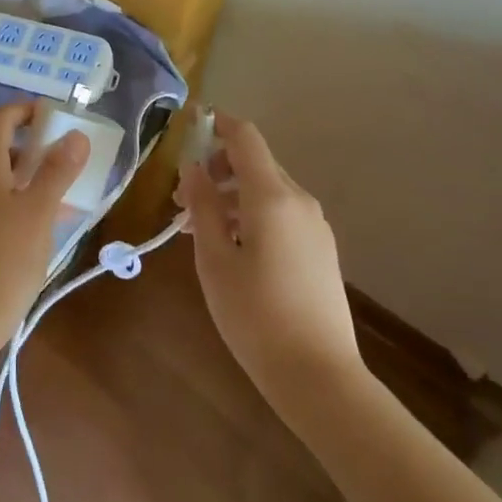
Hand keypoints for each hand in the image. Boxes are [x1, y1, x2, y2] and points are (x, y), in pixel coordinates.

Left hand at [0, 102, 87, 345]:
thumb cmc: (6, 259)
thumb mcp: (40, 212)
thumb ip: (57, 171)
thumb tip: (75, 135)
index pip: (0, 120)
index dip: (26, 111)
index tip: (53, 116)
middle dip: (32, 151)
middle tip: (65, 164)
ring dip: (25, 182)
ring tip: (58, 201)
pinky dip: (12, 205)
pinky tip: (34, 232)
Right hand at [177, 110, 364, 413]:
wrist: (319, 377)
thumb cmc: (255, 315)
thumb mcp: (214, 259)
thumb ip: (202, 205)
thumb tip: (193, 167)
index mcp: (272, 197)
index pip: (245, 137)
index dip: (216, 123)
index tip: (188, 124)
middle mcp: (299, 201)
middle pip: (254, 163)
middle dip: (214, 169)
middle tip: (180, 201)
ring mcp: (314, 226)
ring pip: (265, 190)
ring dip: (229, 195)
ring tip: (197, 229)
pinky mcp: (320, 249)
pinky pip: (280, 213)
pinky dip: (250, 214)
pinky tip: (229, 248)